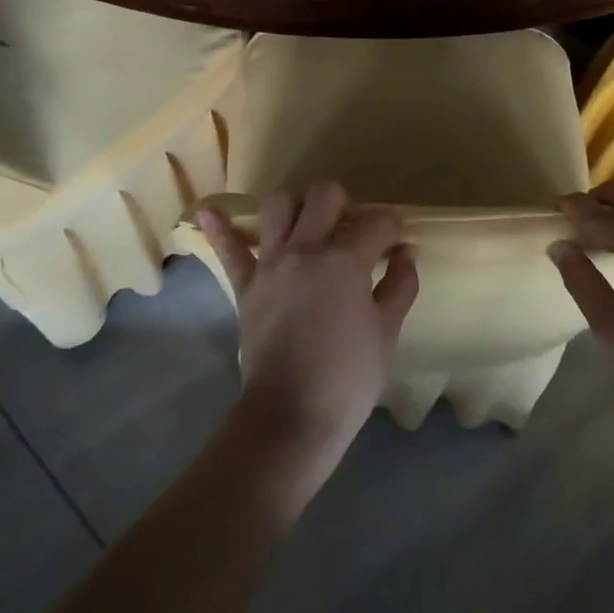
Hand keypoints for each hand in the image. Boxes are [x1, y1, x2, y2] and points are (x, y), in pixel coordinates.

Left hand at [199, 182, 418, 474]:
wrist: (291, 417)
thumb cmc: (348, 378)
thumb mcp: (387, 333)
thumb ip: (400, 286)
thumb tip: (403, 255)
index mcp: (345, 260)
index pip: (376, 223)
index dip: (392, 229)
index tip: (395, 243)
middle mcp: (306, 249)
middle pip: (324, 196)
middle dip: (345, 202)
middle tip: (352, 228)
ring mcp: (271, 264)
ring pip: (278, 205)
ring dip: (297, 203)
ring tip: (309, 219)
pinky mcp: (246, 285)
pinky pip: (229, 251)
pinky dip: (220, 229)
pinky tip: (210, 212)